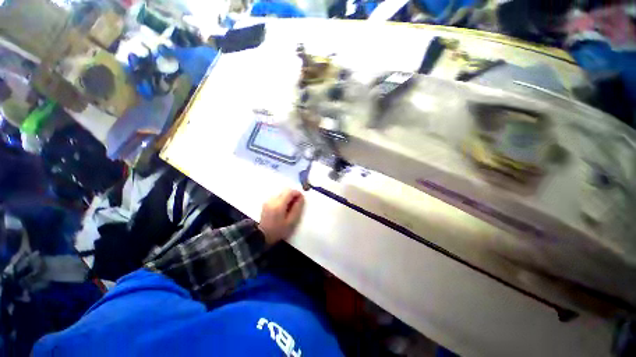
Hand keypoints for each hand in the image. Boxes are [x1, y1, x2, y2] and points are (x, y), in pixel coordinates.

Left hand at [259, 189, 304, 244]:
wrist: (261, 237)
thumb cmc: (278, 231)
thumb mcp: (291, 222)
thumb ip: (297, 208)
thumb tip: (301, 198)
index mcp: (279, 204)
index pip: (290, 192)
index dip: (297, 193)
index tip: (302, 199)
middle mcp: (272, 199)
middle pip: (285, 190)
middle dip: (293, 195)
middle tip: (296, 204)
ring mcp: (268, 200)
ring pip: (281, 193)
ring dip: (288, 197)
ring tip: (290, 207)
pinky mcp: (266, 202)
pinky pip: (277, 196)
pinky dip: (282, 199)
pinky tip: (283, 208)